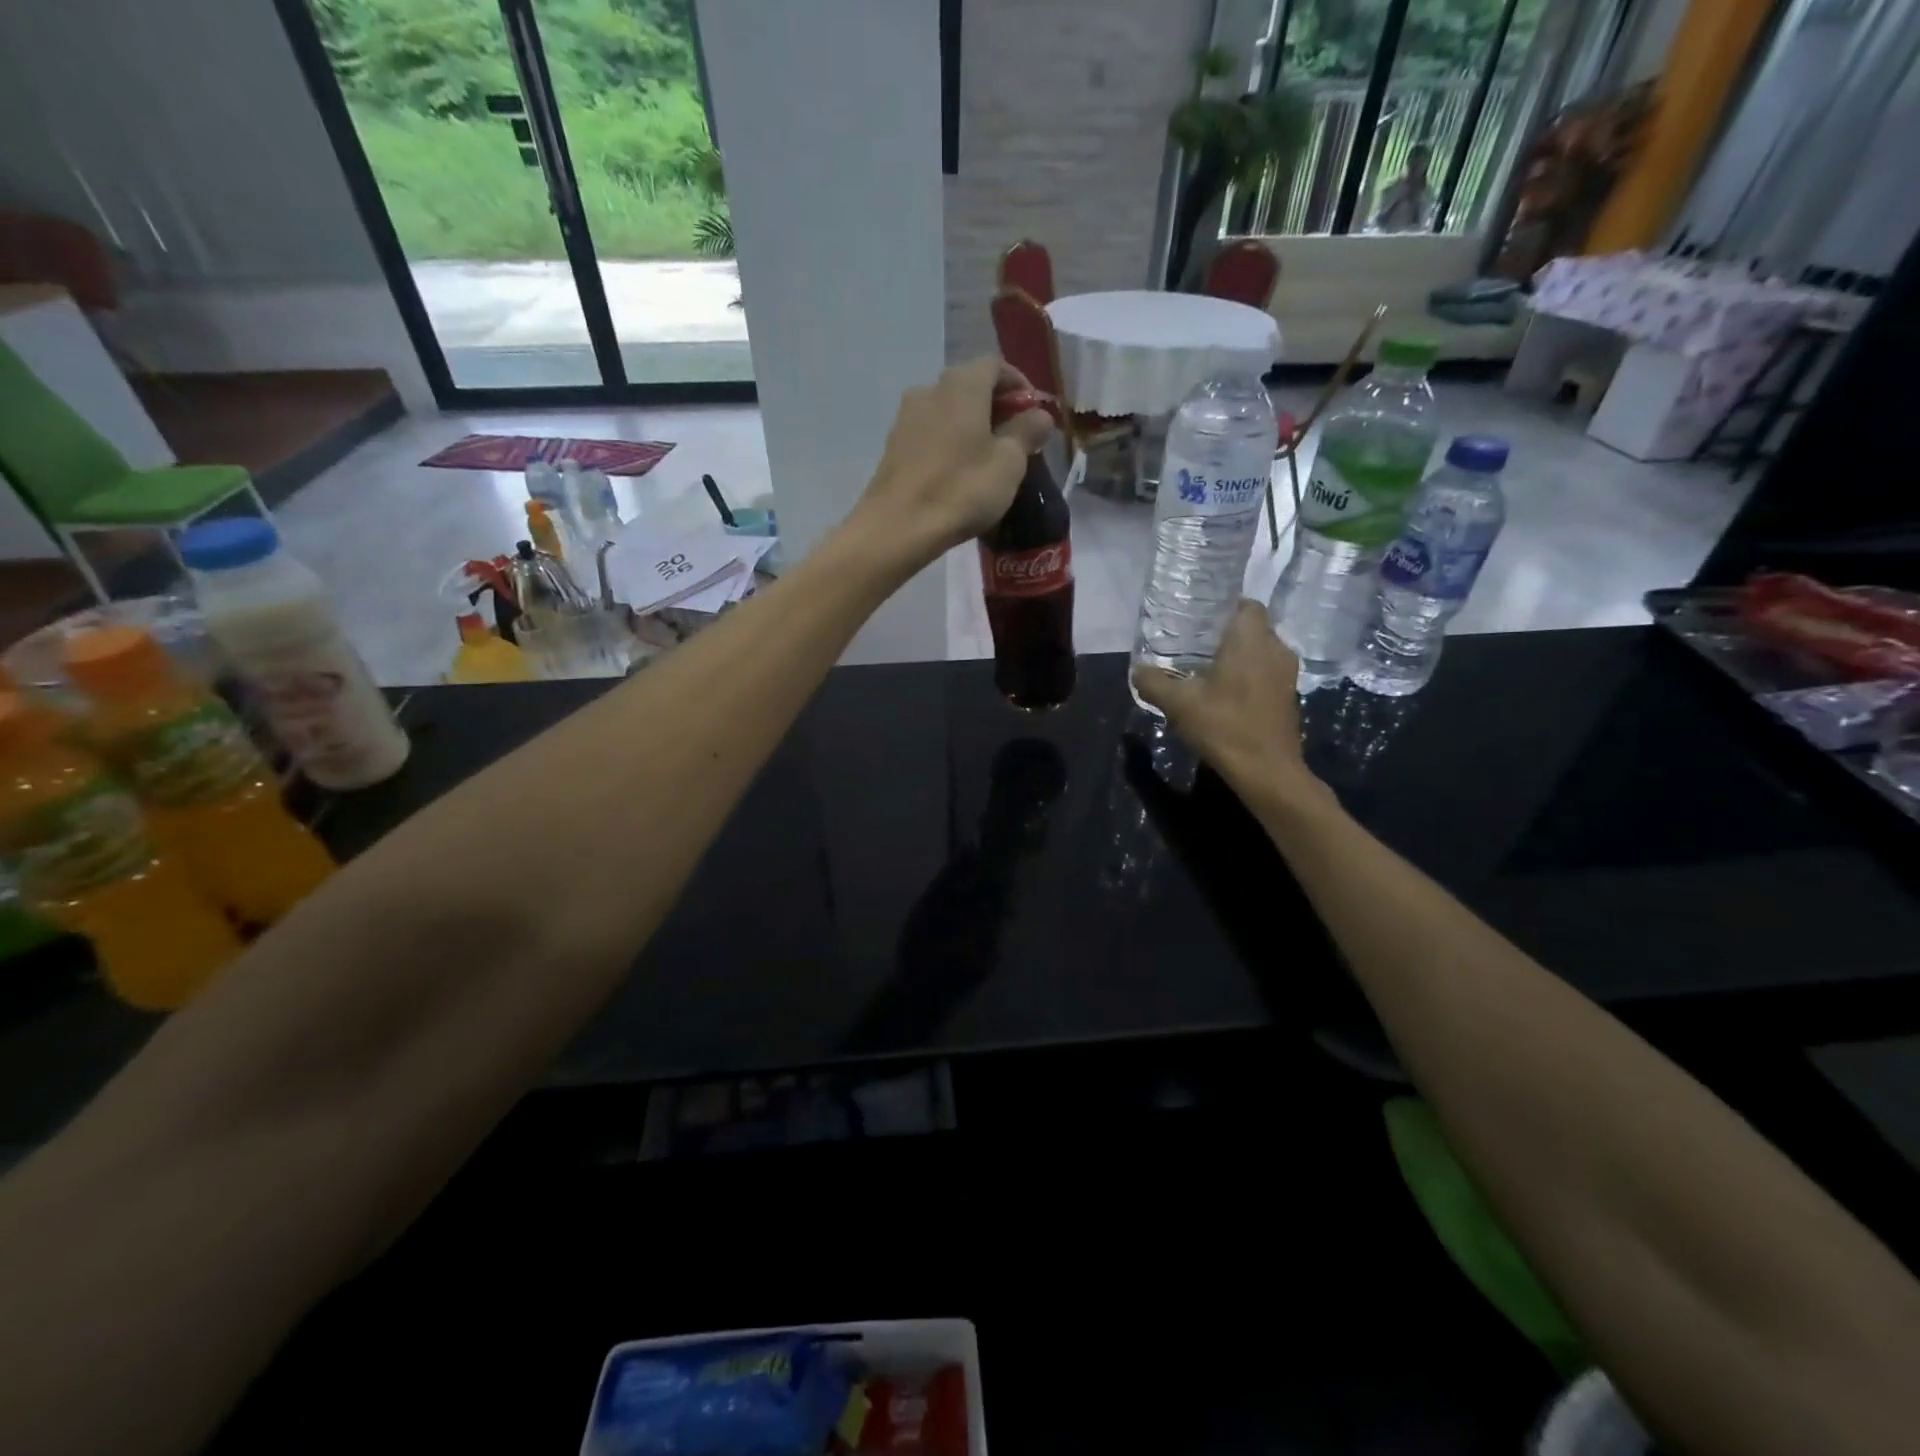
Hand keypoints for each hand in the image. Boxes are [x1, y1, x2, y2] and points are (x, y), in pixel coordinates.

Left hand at [854, 357, 1053, 560]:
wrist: (897, 527)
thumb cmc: (961, 489)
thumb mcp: (1009, 462)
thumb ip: (1027, 431)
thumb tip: (1039, 414)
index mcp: (962, 385)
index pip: (996, 366)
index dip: (1019, 385)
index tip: (1034, 414)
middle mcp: (930, 389)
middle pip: (970, 386)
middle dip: (996, 407)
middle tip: (1015, 438)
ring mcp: (906, 417)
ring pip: (948, 410)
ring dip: (971, 426)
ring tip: (987, 457)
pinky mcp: (893, 446)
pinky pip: (930, 433)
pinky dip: (949, 442)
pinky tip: (958, 471)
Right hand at [1130, 601, 1321, 806]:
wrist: (1267, 771)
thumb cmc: (1224, 727)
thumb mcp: (1178, 704)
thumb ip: (1154, 682)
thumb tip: (1137, 671)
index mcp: (1251, 639)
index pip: (1246, 604)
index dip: (1224, 607)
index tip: (1200, 620)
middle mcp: (1275, 648)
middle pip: (1253, 627)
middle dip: (1227, 633)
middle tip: (1195, 645)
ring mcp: (1287, 674)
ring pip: (1261, 651)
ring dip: (1239, 657)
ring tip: (1207, 670)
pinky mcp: (1289, 696)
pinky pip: (1267, 672)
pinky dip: (1249, 676)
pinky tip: (1226, 694)